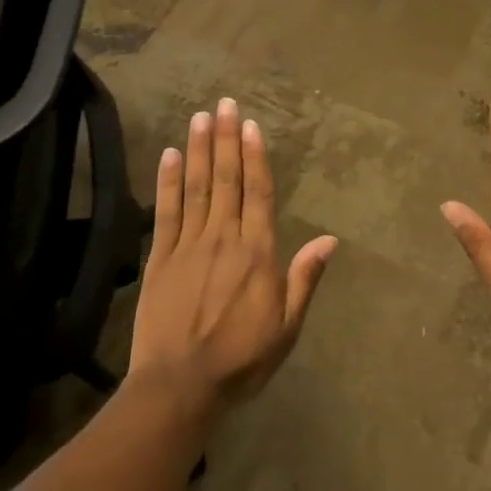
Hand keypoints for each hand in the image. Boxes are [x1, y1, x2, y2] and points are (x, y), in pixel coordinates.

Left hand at [130, 98, 336, 412]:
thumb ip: (305, 279)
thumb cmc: (240, 360)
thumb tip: (330, 240)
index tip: (250, 124)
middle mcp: (223, 238)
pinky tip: (169, 155)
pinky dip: (168, 182)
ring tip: (200, 117)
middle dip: (226, 138)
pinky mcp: (159, 258)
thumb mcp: (286, 328)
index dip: (255, 155)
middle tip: (224, 102)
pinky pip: (165, 212)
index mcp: (257, 253)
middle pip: (226, 179)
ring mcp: (188, 245)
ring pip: (196, 187)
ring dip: (199, 150)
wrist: (179, 388)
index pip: (257, 193)